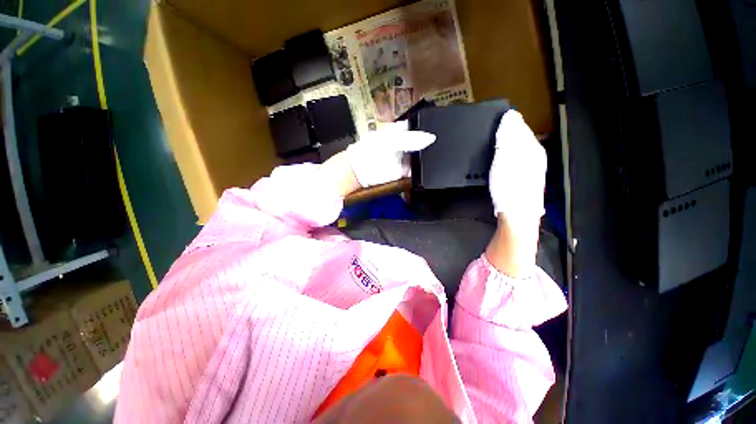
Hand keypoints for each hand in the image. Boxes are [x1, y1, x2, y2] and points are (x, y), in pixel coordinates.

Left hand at [346, 121, 435, 187]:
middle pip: (422, 143)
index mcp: (400, 131)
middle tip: (445, 144)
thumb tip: (431, 137)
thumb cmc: (370, 150)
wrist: (359, 171)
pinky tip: (431, 169)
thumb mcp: (391, 140)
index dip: (429, 127)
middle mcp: (404, 144)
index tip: (443, 128)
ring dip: (429, 158)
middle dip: (431, 144)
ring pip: (421, 157)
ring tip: (442, 156)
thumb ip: (411, 139)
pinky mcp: (404, 172)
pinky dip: (423, 171)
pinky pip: (416, 171)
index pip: (418, 126)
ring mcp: (404, 158)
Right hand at [485, 111, 545, 277]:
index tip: (496, 118)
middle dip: (510, 132)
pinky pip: (518, 159)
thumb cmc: (509, 186)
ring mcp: (531, 168)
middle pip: (522, 138)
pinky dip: (509, 155)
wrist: (517, 214)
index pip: (520, 128)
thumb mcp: (506, 159)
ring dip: (509, 143)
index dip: (509, 122)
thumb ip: (508, 138)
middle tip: (494, 129)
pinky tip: (502, 159)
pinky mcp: (525, 178)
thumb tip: (509, 118)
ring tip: (496, 141)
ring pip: (520, 148)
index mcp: (531, 149)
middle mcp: (534, 156)